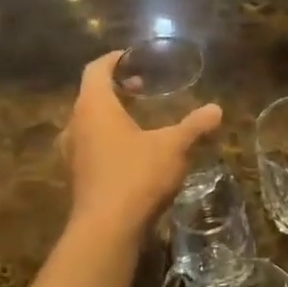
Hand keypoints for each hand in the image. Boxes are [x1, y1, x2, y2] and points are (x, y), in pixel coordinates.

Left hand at [60, 50, 220, 232]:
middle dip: (116, 90)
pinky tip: (131, 154)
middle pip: (91, 96)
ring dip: (111, 118)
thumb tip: (216, 109)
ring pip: (88, 124)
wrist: (106, 229)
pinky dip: (107, 141)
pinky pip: (90, 147)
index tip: (131, 57)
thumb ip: (194, 126)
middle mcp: (75, 125)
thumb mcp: (173, 147)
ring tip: (138, 121)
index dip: (113, 60)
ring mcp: (72, 154)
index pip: (96, 70)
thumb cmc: (137, 175)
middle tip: (142, 89)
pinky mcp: (76, 178)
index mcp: (94, 107)